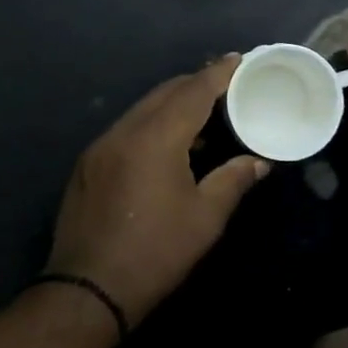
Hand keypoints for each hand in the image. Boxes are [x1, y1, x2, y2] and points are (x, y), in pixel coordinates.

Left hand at [47, 55, 268, 324]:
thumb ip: (233, 180)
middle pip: (164, 93)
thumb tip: (259, 161)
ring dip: (172, 104)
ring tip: (201, 113)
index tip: (238, 58)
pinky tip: (167, 143)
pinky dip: (151, 123)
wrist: (88, 289)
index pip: (193, 92)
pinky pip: (126, 128)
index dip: (218, 73)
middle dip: (195, 84)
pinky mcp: (88, 163)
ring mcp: (101, 146)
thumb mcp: (205, 218)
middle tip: (225, 84)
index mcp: (156, 138)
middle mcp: (124, 131)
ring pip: (143, 108)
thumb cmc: (156, 253)